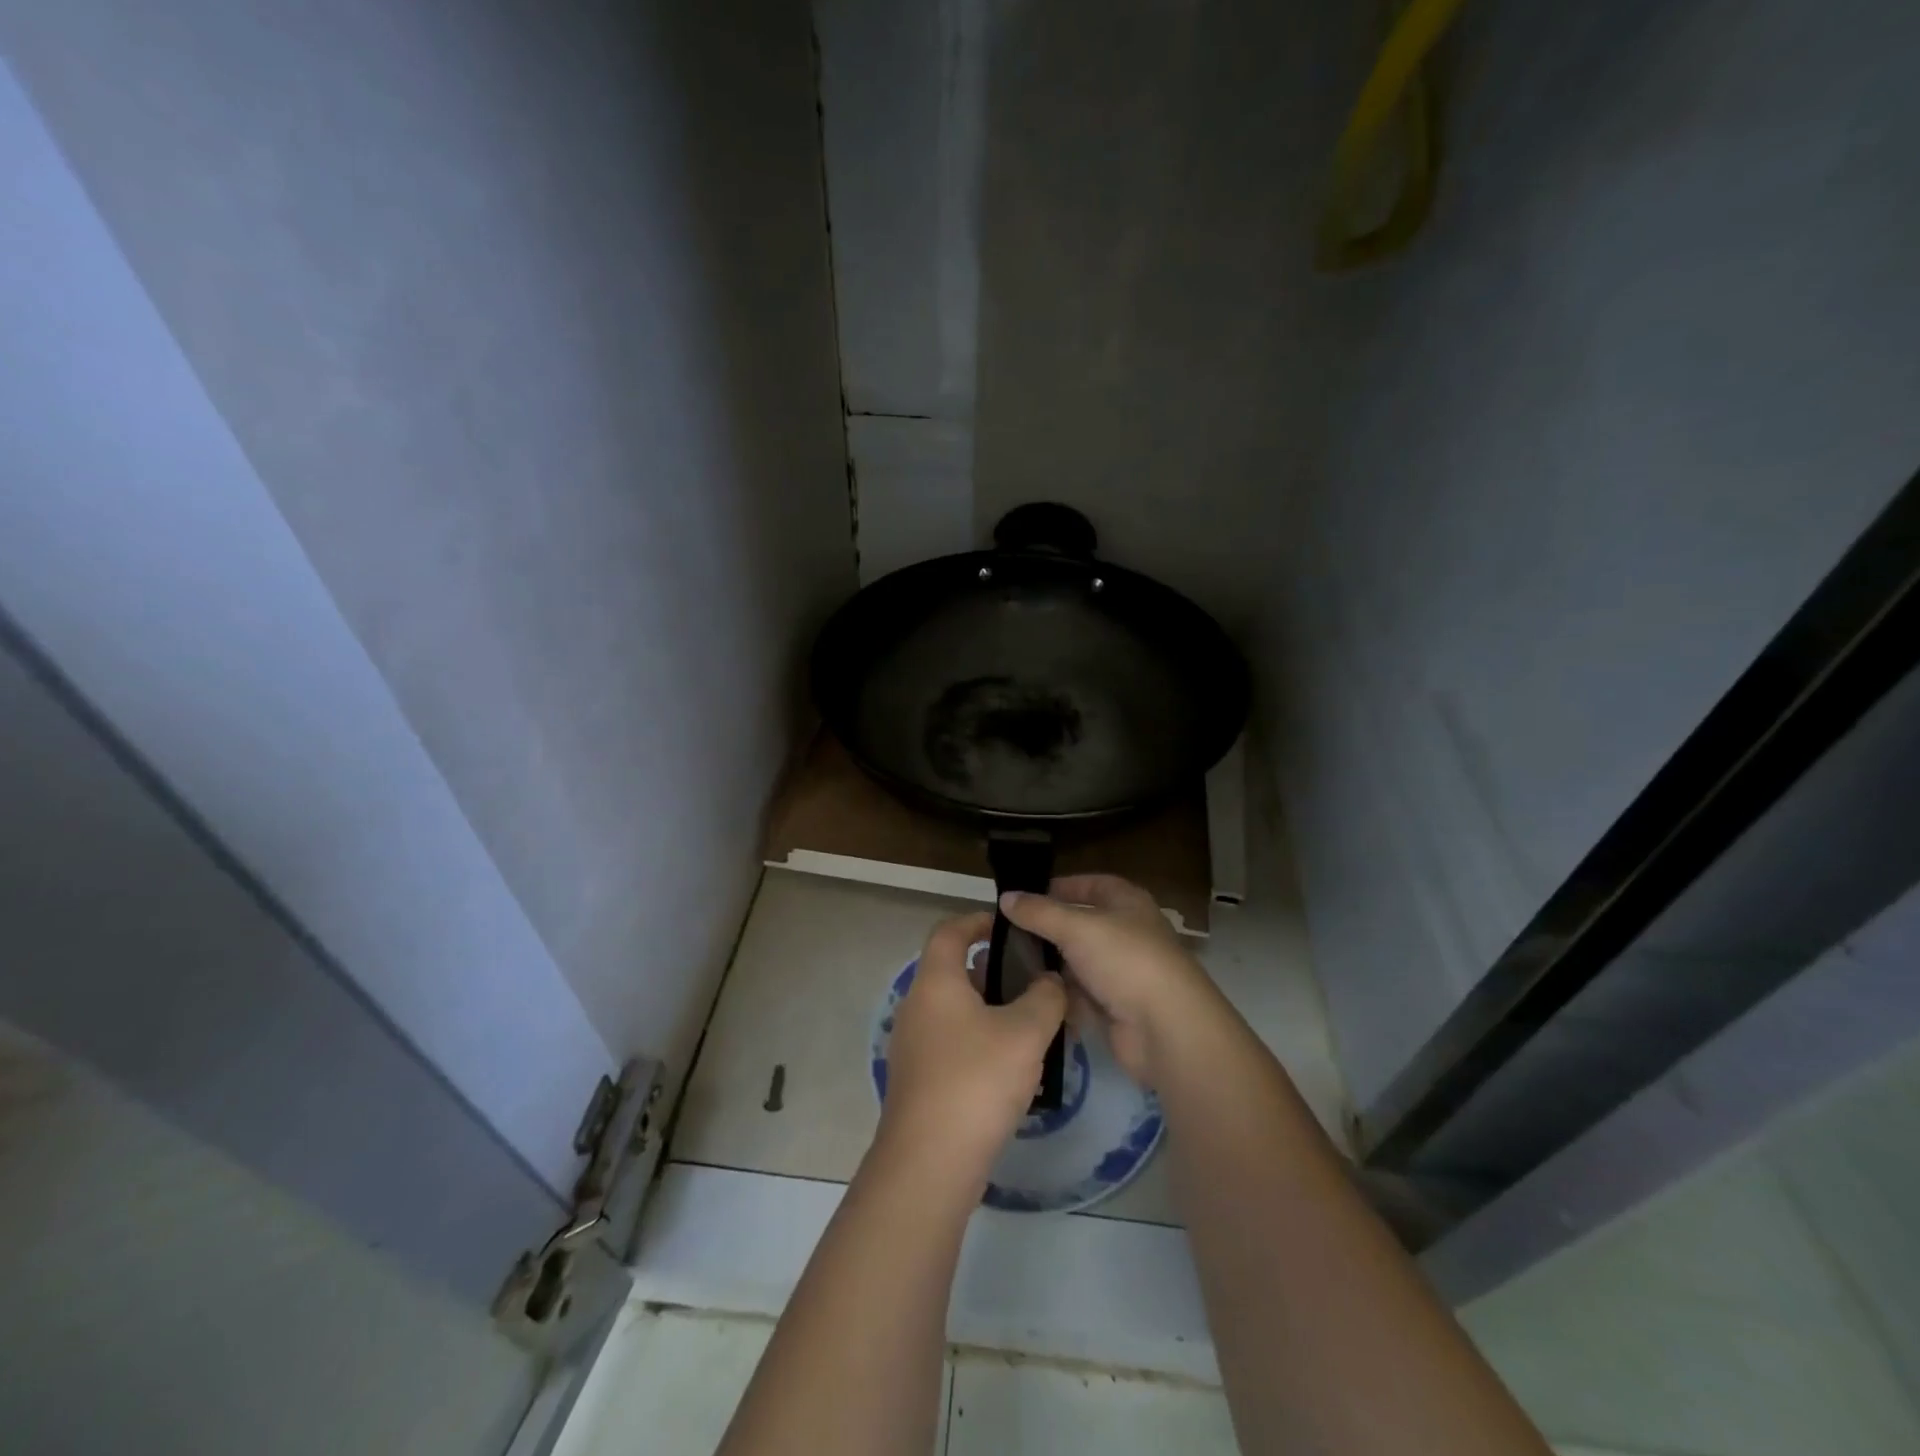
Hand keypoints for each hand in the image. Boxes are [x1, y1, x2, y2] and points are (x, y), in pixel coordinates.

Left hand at [878, 911, 1067, 1173]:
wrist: (929, 1162)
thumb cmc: (977, 1081)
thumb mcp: (1025, 1033)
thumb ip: (1045, 998)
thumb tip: (1050, 981)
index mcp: (936, 982)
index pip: (950, 930)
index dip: (978, 920)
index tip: (1010, 927)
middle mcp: (917, 1006)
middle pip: (954, 971)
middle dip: (994, 971)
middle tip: (1033, 981)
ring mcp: (914, 1045)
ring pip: (955, 1010)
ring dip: (990, 1009)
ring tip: (1032, 1024)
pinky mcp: (919, 1080)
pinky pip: (952, 1042)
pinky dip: (979, 1040)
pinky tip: (1012, 1067)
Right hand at [999, 875, 1215, 1086]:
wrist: (1166, 1028)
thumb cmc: (1125, 960)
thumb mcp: (1076, 927)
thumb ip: (1039, 912)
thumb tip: (1006, 897)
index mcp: (1127, 903)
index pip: (1092, 884)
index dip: (1061, 886)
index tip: (1026, 895)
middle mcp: (1126, 933)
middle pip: (1080, 925)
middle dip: (1047, 930)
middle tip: (1007, 934)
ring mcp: (1122, 972)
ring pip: (1077, 962)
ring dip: (1050, 966)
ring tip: (1008, 966)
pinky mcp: (1115, 1007)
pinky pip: (1080, 995)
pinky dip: (1060, 996)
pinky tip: (1029, 996)